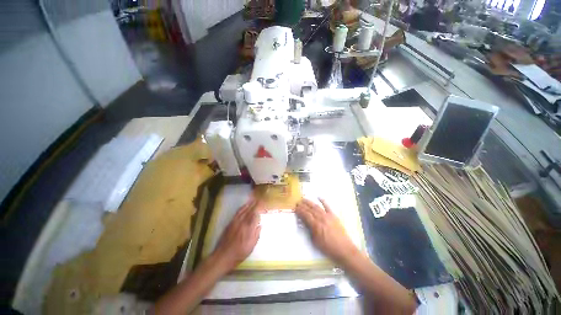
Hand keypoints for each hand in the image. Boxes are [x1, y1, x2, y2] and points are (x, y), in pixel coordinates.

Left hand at [213, 199, 262, 270]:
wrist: (223, 256)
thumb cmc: (239, 253)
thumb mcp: (251, 247)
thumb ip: (256, 235)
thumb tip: (260, 225)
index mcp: (248, 228)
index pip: (255, 215)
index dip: (260, 209)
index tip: (263, 204)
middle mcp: (242, 223)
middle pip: (249, 210)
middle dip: (255, 204)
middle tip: (260, 199)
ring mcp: (235, 222)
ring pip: (243, 210)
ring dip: (248, 204)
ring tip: (253, 200)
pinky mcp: (230, 223)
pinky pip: (237, 212)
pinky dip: (242, 208)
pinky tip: (244, 206)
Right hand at [295, 198, 358, 264]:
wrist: (344, 249)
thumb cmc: (328, 248)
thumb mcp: (315, 242)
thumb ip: (309, 230)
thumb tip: (304, 222)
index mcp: (316, 225)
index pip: (306, 215)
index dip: (300, 211)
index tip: (295, 208)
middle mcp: (321, 218)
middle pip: (310, 209)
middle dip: (303, 205)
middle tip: (298, 202)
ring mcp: (328, 216)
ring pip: (317, 207)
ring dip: (310, 202)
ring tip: (304, 199)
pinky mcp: (334, 215)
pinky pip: (328, 206)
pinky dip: (323, 201)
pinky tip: (319, 197)